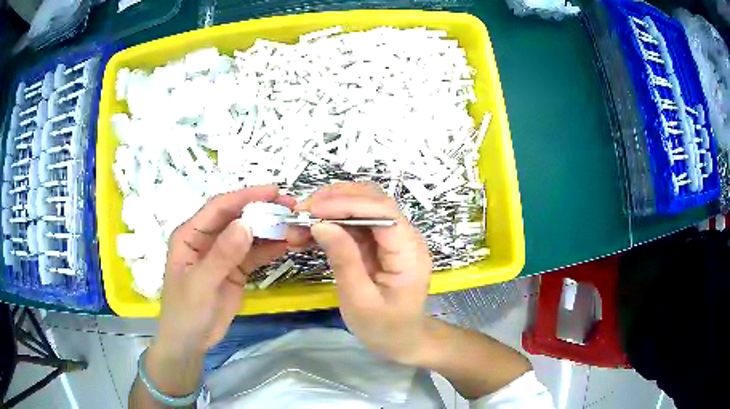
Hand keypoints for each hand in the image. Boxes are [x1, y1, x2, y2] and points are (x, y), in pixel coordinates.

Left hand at [156, 185, 294, 355]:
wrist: (190, 342)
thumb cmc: (186, 312)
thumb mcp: (201, 284)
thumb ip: (222, 255)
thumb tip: (246, 224)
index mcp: (191, 235)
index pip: (219, 208)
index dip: (245, 196)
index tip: (273, 191)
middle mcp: (207, 239)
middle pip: (237, 218)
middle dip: (263, 211)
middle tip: (292, 207)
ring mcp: (223, 254)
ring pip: (249, 235)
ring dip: (270, 230)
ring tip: (296, 225)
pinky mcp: (235, 270)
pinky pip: (255, 255)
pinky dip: (270, 249)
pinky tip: (288, 244)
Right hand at [288, 182, 432, 363]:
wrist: (401, 340)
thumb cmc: (384, 327)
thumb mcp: (360, 300)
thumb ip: (344, 260)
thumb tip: (321, 224)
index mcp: (409, 252)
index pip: (382, 211)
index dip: (346, 203)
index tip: (311, 210)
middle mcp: (404, 237)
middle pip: (371, 200)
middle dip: (333, 201)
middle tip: (299, 215)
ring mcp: (390, 238)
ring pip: (359, 207)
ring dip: (327, 210)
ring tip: (298, 225)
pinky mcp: (377, 244)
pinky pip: (352, 224)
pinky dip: (329, 224)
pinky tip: (307, 234)